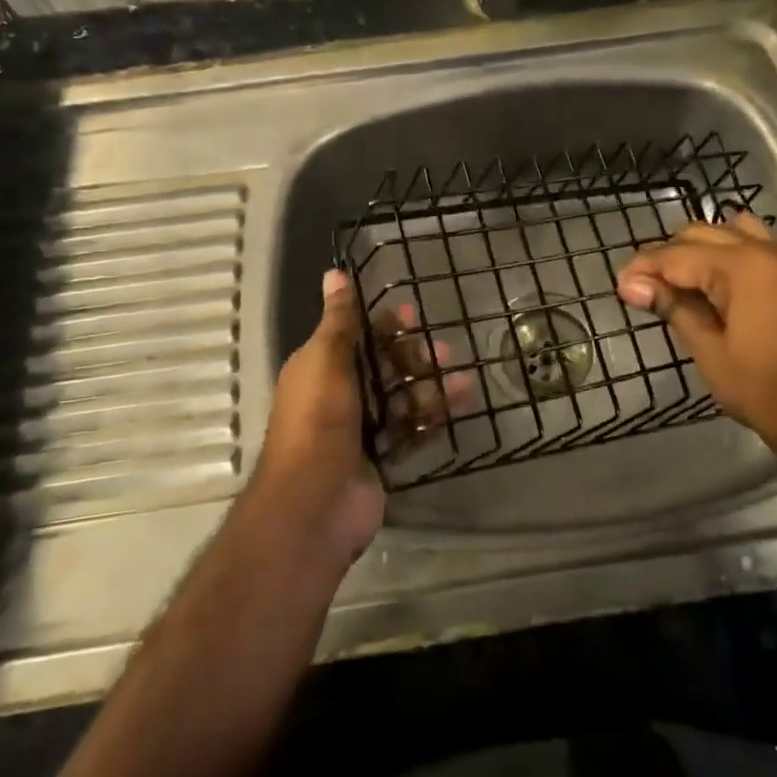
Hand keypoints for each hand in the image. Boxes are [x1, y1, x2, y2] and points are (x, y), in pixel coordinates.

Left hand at [253, 270, 465, 564]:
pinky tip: (459, 406)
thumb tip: (334, 273)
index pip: (356, 337)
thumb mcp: (326, 361)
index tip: (414, 314)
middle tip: (446, 352)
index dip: (384, 325)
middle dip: (414, 358)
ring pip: (402, 399)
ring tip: (461, 382)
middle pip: (383, 368)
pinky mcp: (381, 457)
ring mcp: (360, 430)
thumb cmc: (317, 421)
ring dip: (430, 388)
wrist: (315, 502)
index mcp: (319, 369)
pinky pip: (411, 430)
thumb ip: (338, 320)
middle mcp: (339, 396)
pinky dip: (432, 418)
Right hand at [616, 214, 776, 461]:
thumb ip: (674, 308)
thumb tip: (634, 285)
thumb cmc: (766, 390)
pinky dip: (728, 253)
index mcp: (743, 267)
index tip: (620, 287)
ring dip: (700, 249)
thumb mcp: (710, 351)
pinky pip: (755, 244)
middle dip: (668, 257)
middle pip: (702, 233)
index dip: (644, 268)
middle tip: (645, 290)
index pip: (678, 255)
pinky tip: (715, 285)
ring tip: (680, 284)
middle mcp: (767, 250)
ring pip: (730, 231)